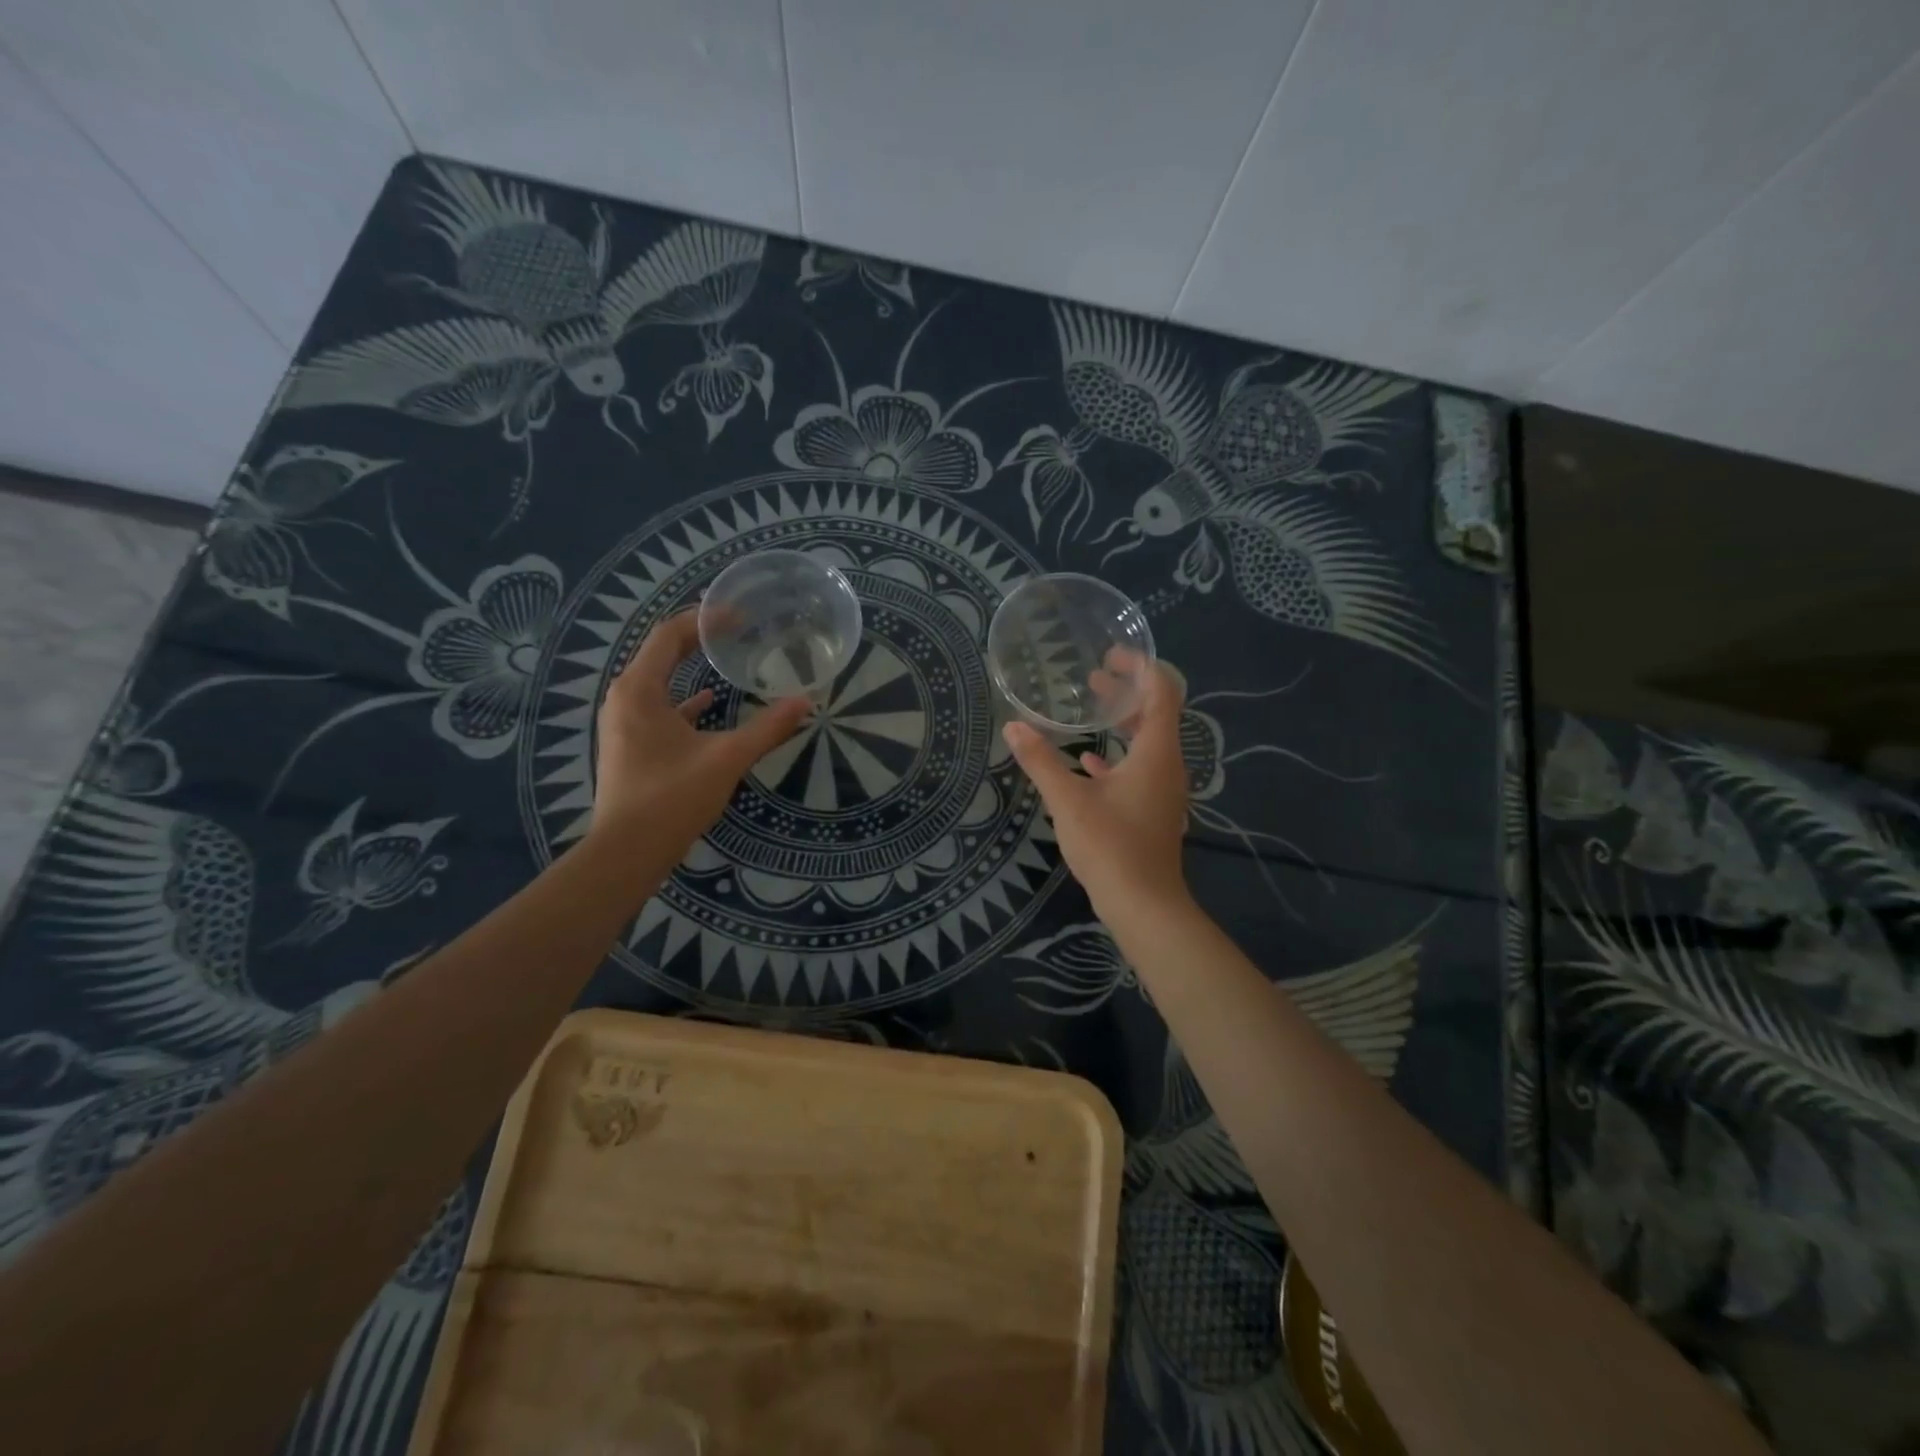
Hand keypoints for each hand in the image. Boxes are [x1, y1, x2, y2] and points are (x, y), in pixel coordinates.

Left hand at [592, 610, 810, 850]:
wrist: (627, 851)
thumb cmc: (672, 797)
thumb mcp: (727, 758)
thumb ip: (767, 728)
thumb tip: (805, 702)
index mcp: (639, 690)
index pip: (668, 635)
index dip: (704, 620)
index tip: (740, 616)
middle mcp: (624, 698)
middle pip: (660, 653)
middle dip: (697, 638)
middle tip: (736, 629)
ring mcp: (623, 723)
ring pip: (658, 680)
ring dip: (688, 666)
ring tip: (725, 657)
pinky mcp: (630, 745)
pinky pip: (657, 707)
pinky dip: (683, 699)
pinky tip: (708, 703)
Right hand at [1001, 653, 1190, 918]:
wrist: (1143, 905)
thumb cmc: (1110, 846)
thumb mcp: (1068, 801)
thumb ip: (1041, 761)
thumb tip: (1013, 727)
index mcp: (1156, 753)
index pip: (1161, 692)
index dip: (1140, 667)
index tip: (1110, 656)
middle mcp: (1167, 765)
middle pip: (1157, 713)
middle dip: (1127, 691)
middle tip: (1093, 676)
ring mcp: (1163, 789)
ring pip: (1149, 742)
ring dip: (1123, 721)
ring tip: (1092, 708)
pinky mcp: (1153, 809)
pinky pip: (1141, 768)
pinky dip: (1119, 756)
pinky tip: (1090, 762)